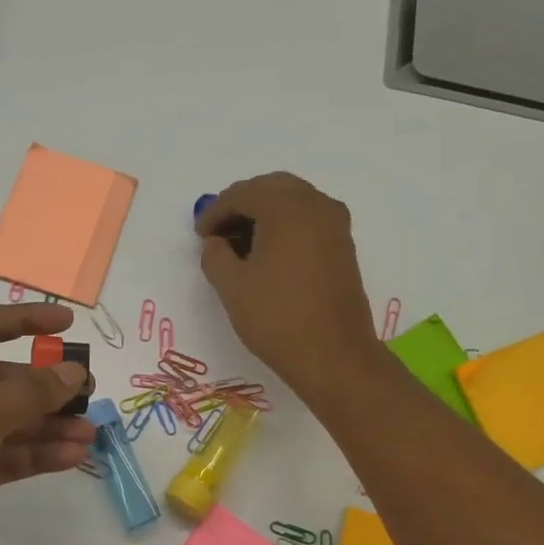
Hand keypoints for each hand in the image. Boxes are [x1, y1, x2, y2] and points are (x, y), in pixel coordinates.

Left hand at [0, 304, 93, 544]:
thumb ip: (29, 393)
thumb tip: (72, 372)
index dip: (26, 320)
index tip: (69, 323)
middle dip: (45, 387)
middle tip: (90, 394)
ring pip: (4, 422)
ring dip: (47, 426)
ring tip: (91, 433)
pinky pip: (1, 456)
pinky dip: (33, 455)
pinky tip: (71, 457)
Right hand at [196, 172, 379, 397]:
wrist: (334, 356)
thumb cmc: (277, 318)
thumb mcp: (232, 287)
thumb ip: (214, 255)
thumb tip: (216, 242)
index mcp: (287, 207)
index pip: (242, 194)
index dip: (215, 211)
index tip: (199, 235)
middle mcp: (316, 204)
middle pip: (271, 189)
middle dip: (241, 206)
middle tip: (217, 233)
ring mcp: (335, 224)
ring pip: (292, 202)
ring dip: (264, 215)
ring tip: (239, 245)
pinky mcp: (344, 246)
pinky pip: (308, 220)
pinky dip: (284, 227)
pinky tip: (267, 254)